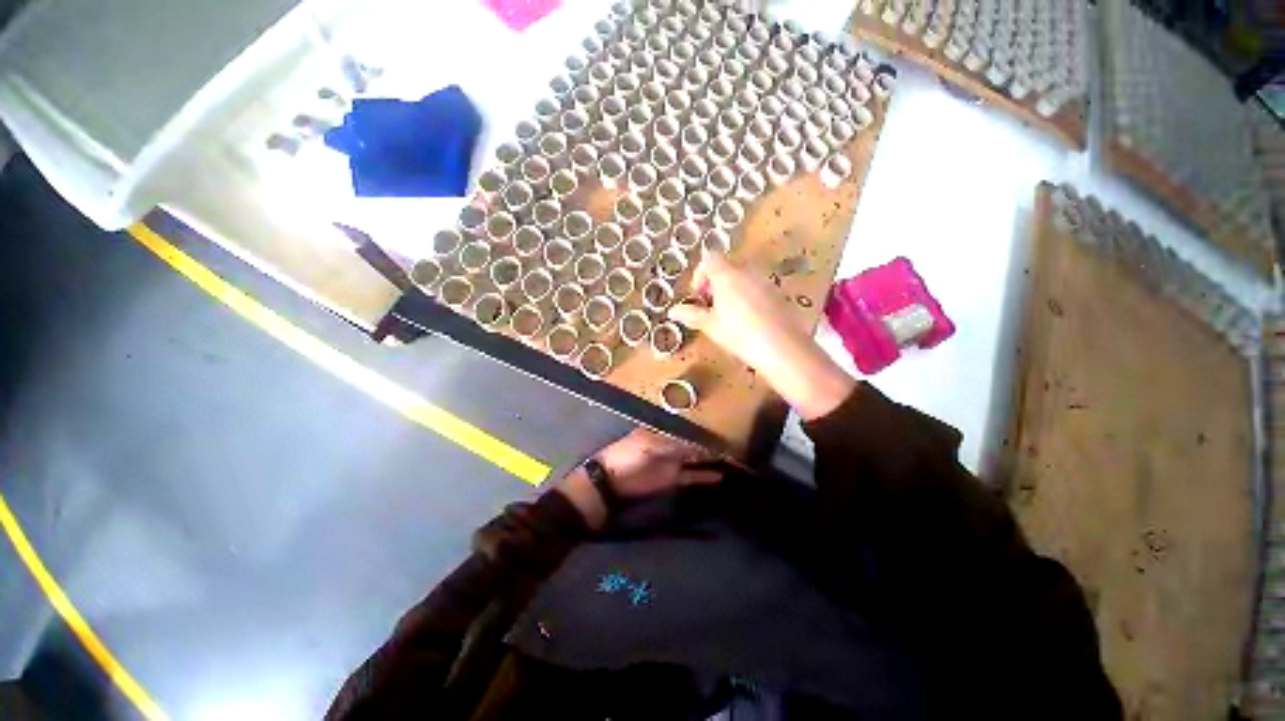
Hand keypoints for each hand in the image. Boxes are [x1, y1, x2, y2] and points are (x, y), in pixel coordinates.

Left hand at [557, 429, 722, 529]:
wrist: (611, 480)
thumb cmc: (629, 455)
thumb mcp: (649, 444)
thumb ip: (675, 444)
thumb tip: (699, 444)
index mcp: (665, 432)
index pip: (690, 432)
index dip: (706, 433)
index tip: (726, 435)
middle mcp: (672, 445)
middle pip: (696, 445)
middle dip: (712, 446)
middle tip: (736, 449)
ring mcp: (673, 463)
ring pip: (697, 460)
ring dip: (712, 461)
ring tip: (735, 462)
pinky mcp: (672, 479)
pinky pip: (692, 476)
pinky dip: (705, 476)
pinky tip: (720, 476)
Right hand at [668, 253, 855, 420]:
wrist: (781, 347)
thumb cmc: (739, 334)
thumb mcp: (710, 326)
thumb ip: (691, 314)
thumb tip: (673, 311)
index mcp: (727, 275)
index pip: (709, 259)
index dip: (699, 275)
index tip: (698, 295)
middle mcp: (747, 272)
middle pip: (725, 268)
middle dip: (714, 284)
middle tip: (710, 308)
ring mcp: (764, 281)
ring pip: (741, 278)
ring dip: (730, 291)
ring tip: (727, 316)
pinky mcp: (777, 293)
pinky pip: (755, 287)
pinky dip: (746, 297)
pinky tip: (746, 321)